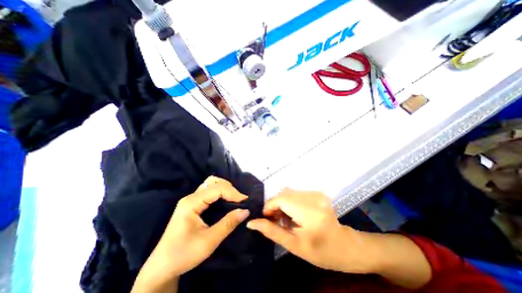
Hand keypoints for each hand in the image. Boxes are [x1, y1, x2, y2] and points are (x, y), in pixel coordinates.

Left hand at [133, 175, 249, 291]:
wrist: (162, 268)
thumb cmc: (184, 254)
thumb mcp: (209, 241)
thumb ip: (228, 224)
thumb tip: (246, 211)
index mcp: (191, 203)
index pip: (217, 189)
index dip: (233, 192)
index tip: (245, 201)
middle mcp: (191, 197)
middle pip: (213, 182)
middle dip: (229, 188)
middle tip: (239, 199)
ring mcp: (191, 200)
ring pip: (211, 184)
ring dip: (225, 188)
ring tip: (234, 199)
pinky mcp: (193, 204)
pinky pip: (209, 192)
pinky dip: (220, 193)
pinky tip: (226, 200)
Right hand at [247, 189, 372, 273]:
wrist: (345, 246)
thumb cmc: (321, 251)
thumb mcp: (294, 245)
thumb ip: (272, 231)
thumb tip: (251, 222)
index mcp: (309, 212)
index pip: (281, 199)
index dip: (270, 206)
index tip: (267, 219)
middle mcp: (314, 197)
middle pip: (284, 194)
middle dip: (276, 206)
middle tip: (276, 221)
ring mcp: (317, 193)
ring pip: (289, 193)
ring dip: (283, 204)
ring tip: (286, 219)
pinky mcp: (317, 193)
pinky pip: (296, 194)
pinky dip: (291, 202)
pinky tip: (294, 214)